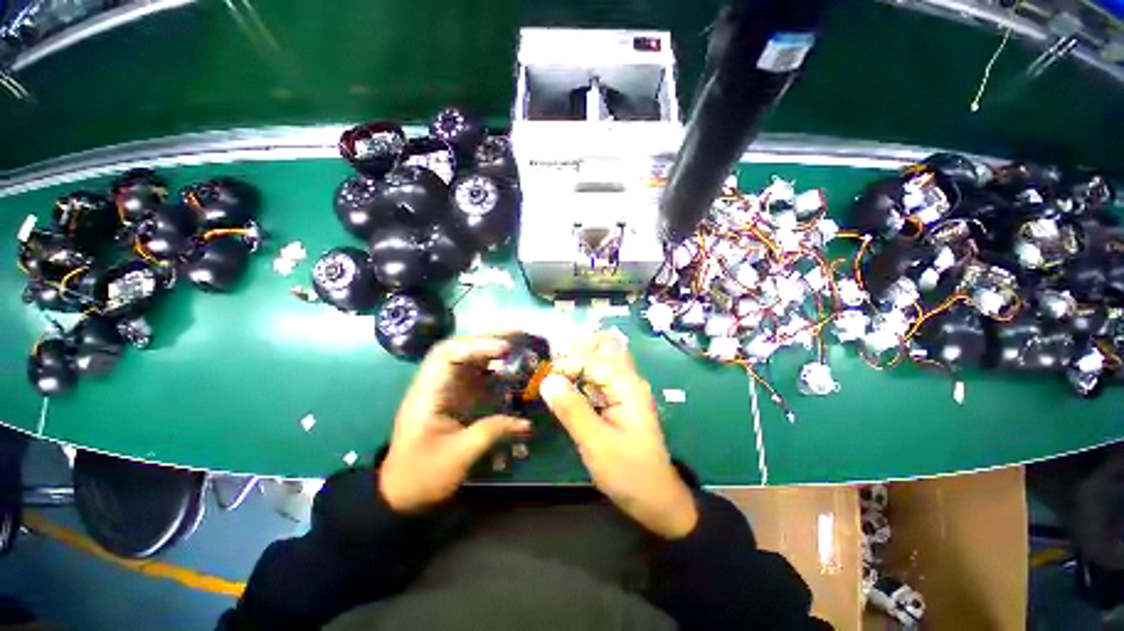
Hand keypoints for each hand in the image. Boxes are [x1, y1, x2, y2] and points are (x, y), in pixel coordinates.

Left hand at [379, 335, 530, 513]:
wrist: (401, 492)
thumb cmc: (423, 474)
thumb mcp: (458, 456)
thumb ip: (491, 432)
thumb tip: (525, 423)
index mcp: (428, 393)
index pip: (448, 355)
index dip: (477, 345)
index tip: (505, 349)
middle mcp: (436, 384)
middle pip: (460, 349)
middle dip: (488, 340)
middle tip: (519, 337)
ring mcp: (446, 389)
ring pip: (469, 360)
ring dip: (493, 351)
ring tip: (519, 348)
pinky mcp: (456, 398)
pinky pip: (476, 376)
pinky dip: (494, 371)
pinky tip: (511, 372)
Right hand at [541, 332, 697, 538]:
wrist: (655, 499)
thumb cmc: (628, 471)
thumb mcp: (595, 442)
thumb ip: (571, 409)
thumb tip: (547, 380)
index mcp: (626, 385)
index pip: (590, 361)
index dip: (563, 365)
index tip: (539, 377)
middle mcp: (627, 381)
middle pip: (600, 352)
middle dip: (574, 354)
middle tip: (547, 367)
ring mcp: (623, 391)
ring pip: (597, 366)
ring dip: (575, 367)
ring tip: (549, 376)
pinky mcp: (617, 403)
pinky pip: (597, 383)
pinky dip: (579, 382)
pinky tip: (564, 390)